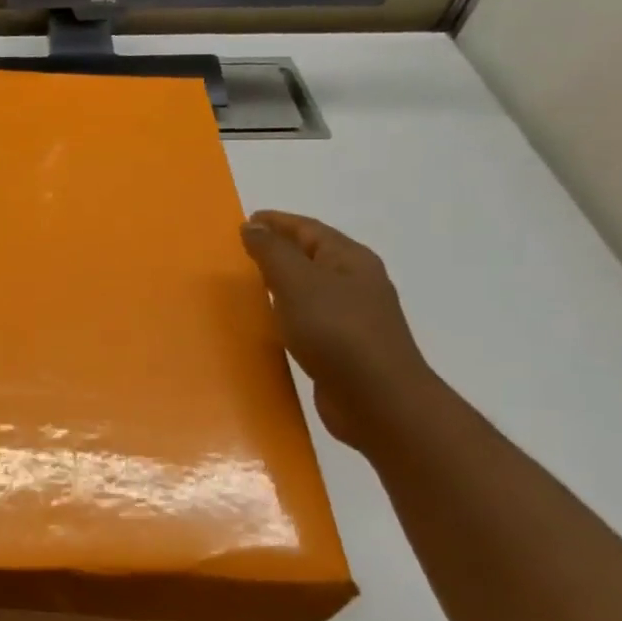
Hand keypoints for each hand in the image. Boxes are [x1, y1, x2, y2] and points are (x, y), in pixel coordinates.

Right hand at [240, 211, 437, 448]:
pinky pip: (310, 318)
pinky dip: (288, 312)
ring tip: (251, 284)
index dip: (277, 222)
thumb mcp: (298, 283)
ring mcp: (353, 317)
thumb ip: (272, 252)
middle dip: (280, 250)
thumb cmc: (337, 332)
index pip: (309, 229)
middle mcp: (356, 283)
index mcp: (350, 260)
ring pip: (312, 288)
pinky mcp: (344, 348)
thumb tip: (252, 226)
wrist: (378, 399)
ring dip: (283, 282)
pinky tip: (273, 323)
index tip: (245, 221)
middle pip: (313, 256)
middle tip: (243, 251)